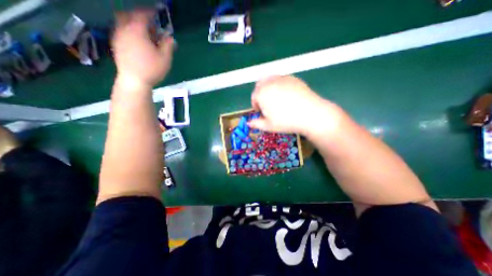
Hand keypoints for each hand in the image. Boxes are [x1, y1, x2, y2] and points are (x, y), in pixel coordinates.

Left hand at [112, 11, 172, 87]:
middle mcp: (124, 30)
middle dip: (139, 17)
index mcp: (137, 31)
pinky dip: (129, 31)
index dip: (149, 12)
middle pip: (128, 15)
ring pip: (123, 23)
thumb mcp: (165, 58)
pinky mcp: (116, 45)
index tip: (156, 12)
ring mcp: (118, 37)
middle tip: (150, 24)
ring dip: (133, 24)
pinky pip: (121, 31)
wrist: (134, 80)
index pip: (142, 15)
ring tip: (144, 34)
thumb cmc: (152, 69)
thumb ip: (168, 46)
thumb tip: (170, 37)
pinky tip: (137, 41)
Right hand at [251, 76, 342, 135]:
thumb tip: (249, 123)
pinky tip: (287, 95)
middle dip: (260, 94)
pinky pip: (281, 79)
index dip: (256, 106)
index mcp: (261, 93)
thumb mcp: (268, 126)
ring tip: (275, 99)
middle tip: (267, 104)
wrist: (310, 114)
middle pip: (259, 85)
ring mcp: (282, 78)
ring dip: (268, 88)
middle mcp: (269, 82)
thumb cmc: (286, 121)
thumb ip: (256, 124)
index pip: (254, 97)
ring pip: (269, 79)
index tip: (261, 113)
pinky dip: (279, 85)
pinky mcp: (293, 78)